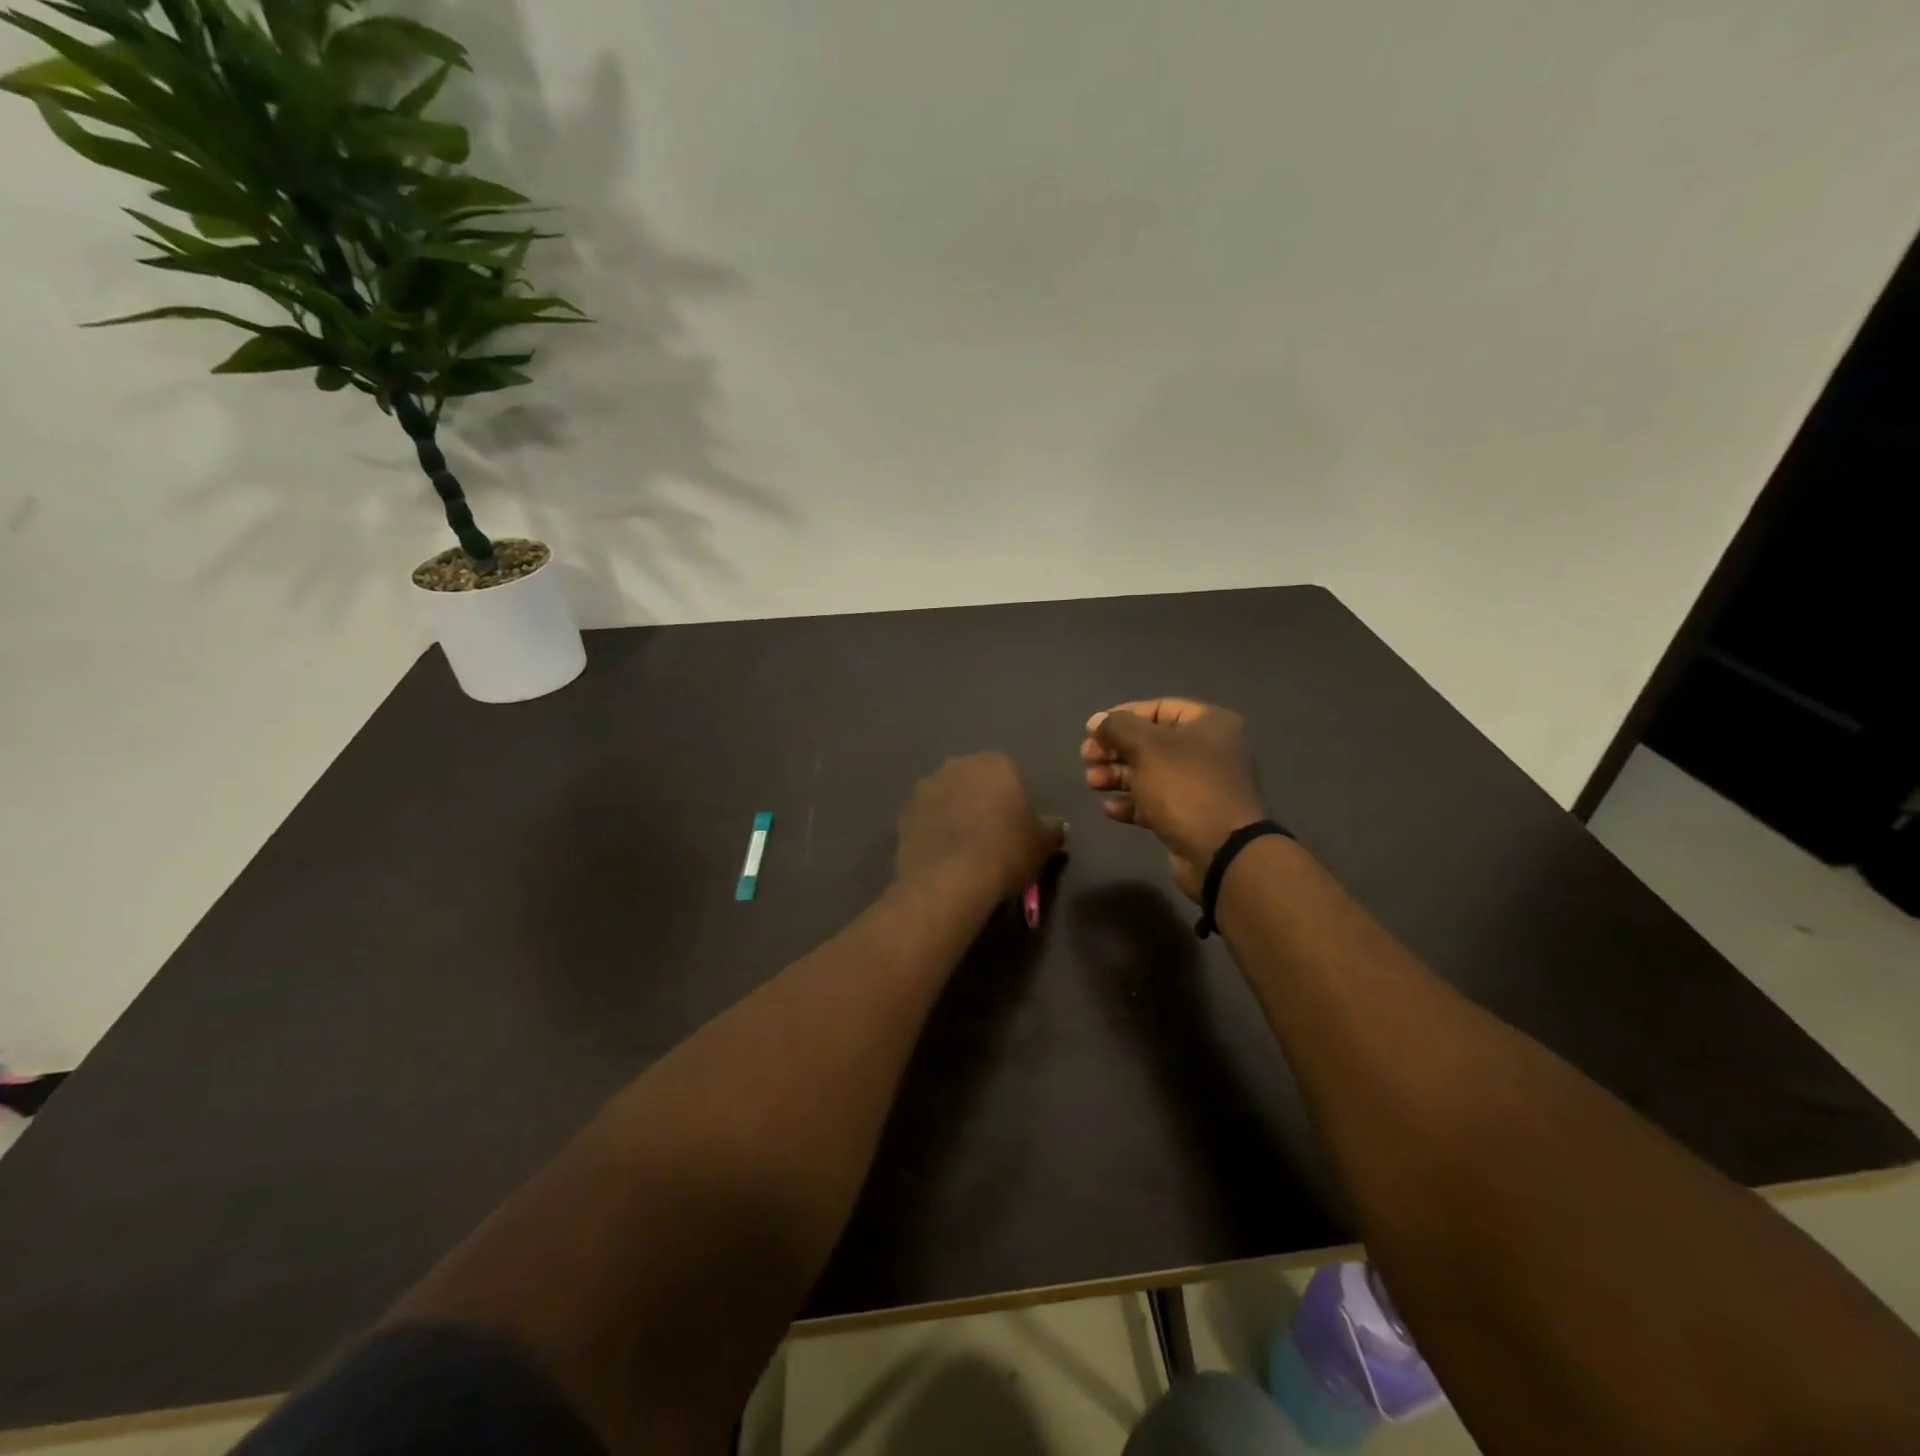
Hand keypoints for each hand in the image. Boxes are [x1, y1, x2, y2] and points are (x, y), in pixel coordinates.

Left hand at [896, 753, 1065, 903]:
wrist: (951, 880)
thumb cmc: (1006, 851)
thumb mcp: (1043, 843)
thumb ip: (1052, 828)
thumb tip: (1058, 826)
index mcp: (994, 763)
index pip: (1009, 772)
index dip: (1013, 798)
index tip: (1016, 824)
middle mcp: (956, 766)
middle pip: (973, 780)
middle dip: (980, 800)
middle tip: (991, 834)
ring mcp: (925, 788)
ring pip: (946, 797)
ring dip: (954, 813)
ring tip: (964, 847)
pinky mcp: (904, 814)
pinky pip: (926, 819)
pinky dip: (933, 831)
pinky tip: (943, 856)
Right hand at [1080, 699, 1268, 900]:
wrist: (1222, 853)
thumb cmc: (1186, 787)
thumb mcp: (1147, 747)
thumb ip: (1118, 728)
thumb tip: (1097, 721)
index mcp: (1209, 724)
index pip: (1159, 708)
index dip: (1122, 716)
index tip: (1092, 731)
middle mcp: (1209, 751)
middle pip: (1152, 742)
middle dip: (1116, 750)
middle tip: (1087, 759)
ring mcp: (1201, 787)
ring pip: (1151, 773)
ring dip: (1118, 776)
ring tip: (1092, 783)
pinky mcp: (1191, 817)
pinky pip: (1156, 802)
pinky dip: (1132, 803)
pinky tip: (1110, 809)